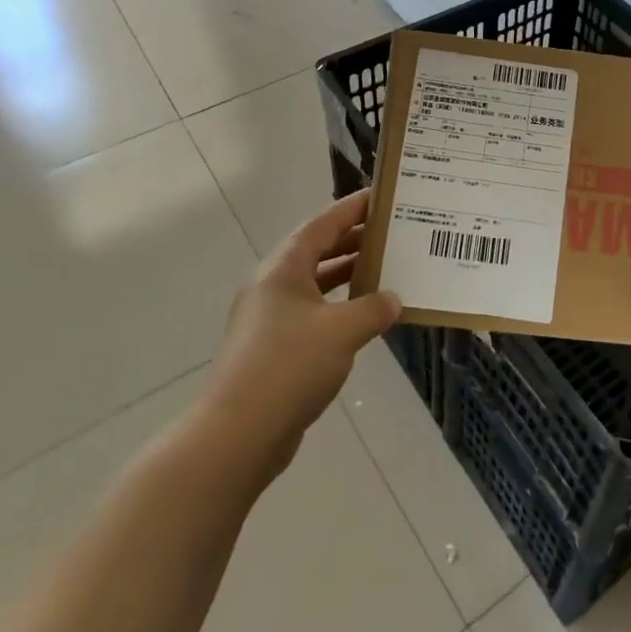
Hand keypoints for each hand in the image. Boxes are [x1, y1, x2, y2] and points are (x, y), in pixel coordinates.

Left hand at [199, 190, 401, 485]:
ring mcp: (268, 318)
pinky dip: (338, 306)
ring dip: (346, 274)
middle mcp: (273, 285)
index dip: (353, 208)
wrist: (237, 434)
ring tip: (384, 269)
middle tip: (391, 233)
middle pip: (317, 250)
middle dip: (353, 240)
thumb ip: (373, 308)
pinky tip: (362, 317)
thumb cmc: (290, 366)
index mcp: (284, 268)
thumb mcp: (342, 331)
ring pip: (314, 283)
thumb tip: (393, 299)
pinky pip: (311, 312)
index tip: (381, 197)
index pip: (323, 224)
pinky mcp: (271, 347)